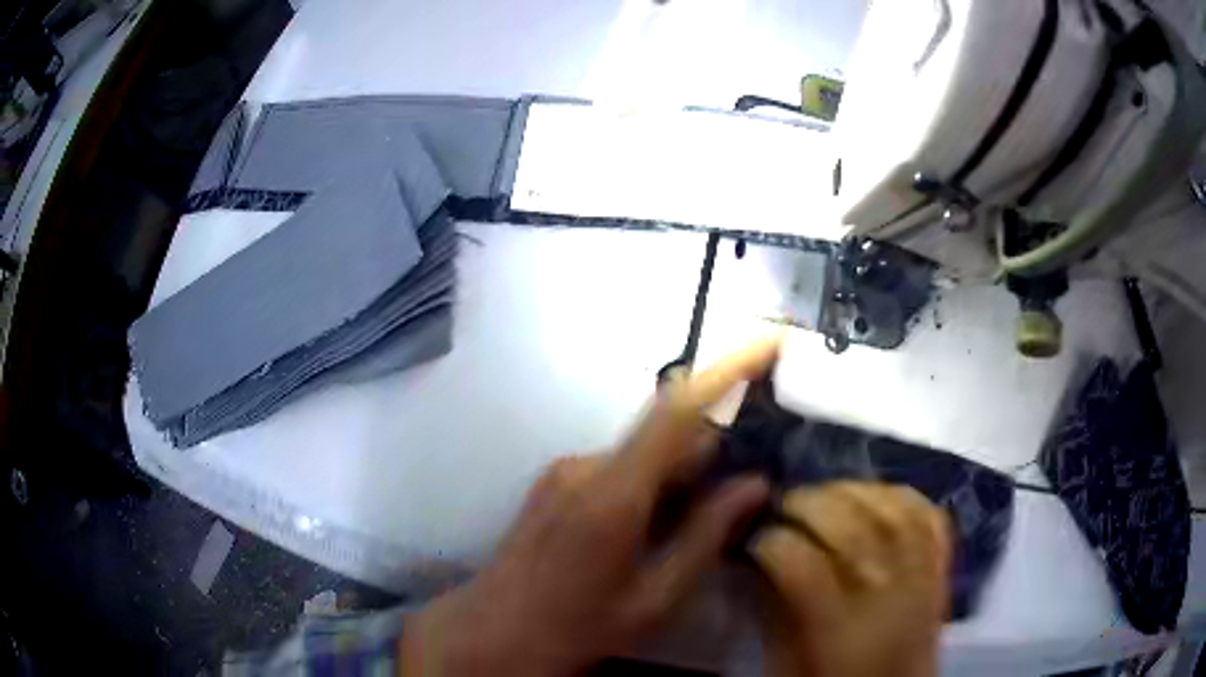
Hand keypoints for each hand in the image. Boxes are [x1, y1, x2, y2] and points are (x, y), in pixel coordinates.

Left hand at [401, 339, 778, 675]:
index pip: (678, 410)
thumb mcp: (654, 599)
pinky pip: (619, 466)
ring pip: (644, 452)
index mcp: (613, 494)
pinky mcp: (554, 481)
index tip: (769, 340)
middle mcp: (586, 465)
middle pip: (666, 433)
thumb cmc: (575, 629)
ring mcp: (564, 470)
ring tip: (697, 522)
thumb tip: (756, 483)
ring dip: (680, 472)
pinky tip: (652, 530)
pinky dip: (650, 482)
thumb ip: (706, 536)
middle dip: (713, 449)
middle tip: (748, 484)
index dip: (727, 369)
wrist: (491, 634)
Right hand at [749, 482, 950, 676]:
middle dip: (811, 503)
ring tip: (825, 494)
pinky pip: (931, 517)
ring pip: (895, 511)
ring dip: (854, 491)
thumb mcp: (787, 668)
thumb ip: (773, 616)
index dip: (772, 542)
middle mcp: (889, 598)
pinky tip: (875, 495)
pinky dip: (903, 495)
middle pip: (855, 528)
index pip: (804, 566)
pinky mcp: (940, 572)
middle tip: (784, 506)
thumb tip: (756, 564)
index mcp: (841, 633)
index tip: (754, 540)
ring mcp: (922, 580)